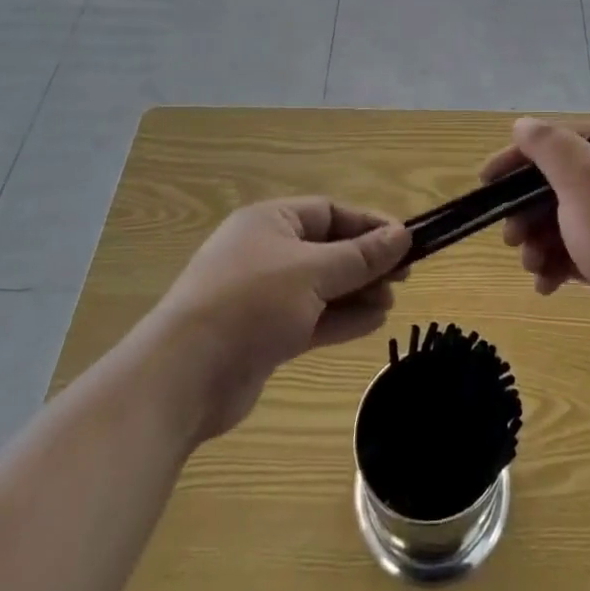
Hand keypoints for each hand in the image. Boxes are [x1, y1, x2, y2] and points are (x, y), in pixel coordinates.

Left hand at [151, 199, 409, 443]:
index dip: (369, 224)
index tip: (407, 240)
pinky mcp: (265, 335)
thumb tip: (403, 235)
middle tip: (405, 275)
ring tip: (392, 301)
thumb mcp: (313, 272)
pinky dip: (341, 319)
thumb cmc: (250, 304)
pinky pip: (312, 318)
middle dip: (366, 261)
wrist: (182, 378)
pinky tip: (374, 323)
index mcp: (270, 221)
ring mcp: (264, 296)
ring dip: (358, 292)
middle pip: (328, 249)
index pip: (330, 212)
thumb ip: (361, 256)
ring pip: (322, 286)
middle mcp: (267, 252)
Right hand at [489, 118, 589, 368]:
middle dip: (527, 210)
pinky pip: (575, 253)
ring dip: (538, 241)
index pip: (562, 142)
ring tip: (532, 264)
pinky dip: (556, 265)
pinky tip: (546, 284)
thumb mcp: (584, 179)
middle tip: (510, 236)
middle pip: (558, 185)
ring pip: (563, 221)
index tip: (486, 180)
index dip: (520, 157)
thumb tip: (522, 125)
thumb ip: (549, 146)